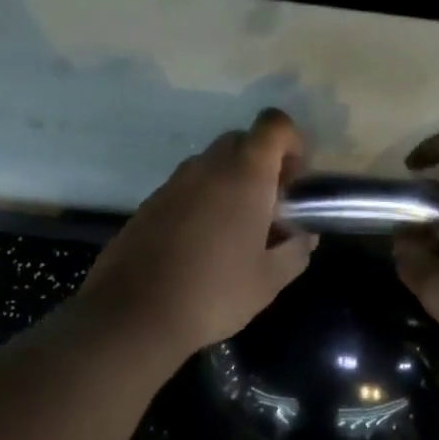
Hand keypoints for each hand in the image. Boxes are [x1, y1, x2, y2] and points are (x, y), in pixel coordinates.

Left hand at [76, 109, 316, 362]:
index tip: (297, 180)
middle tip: (272, 208)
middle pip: (242, 141)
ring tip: (237, 231)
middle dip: (263, 165)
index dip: (293, 142)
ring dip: (232, 184)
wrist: (134, 314)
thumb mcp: (269, 280)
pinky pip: (187, 187)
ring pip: (212, 165)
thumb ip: (296, 250)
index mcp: (244, 175)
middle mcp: (207, 166)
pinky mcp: (149, 203)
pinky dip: (203, 201)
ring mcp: (173, 182)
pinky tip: (203, 244)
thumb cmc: (214, 293)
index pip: (274, 124)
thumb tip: (304, 236)